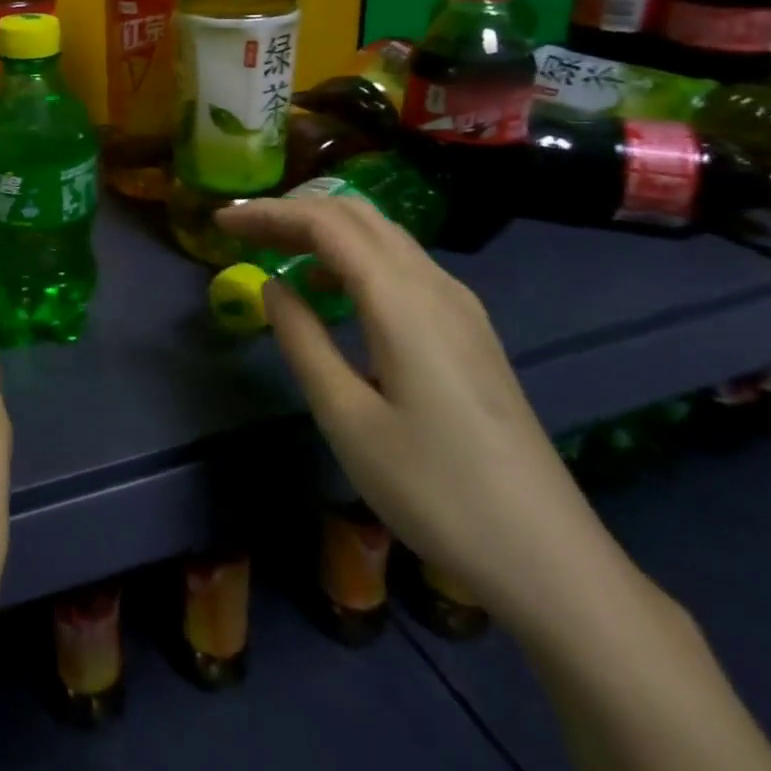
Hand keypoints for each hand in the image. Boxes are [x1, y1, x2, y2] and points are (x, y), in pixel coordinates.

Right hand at [215, 195, 634, 635]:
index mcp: (402, 300)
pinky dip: (354, 256)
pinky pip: (402, 265)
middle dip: (294, 212)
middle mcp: (436, 286)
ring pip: (383, 236)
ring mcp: (460, 307)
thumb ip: (302, 341)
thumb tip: (272, 286)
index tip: (221, 222)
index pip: (326, 224)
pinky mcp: (470, 331)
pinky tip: (332, 291)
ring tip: (276, 251)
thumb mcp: (347, 418)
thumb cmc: (435, 490)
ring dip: (325, 230)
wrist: (550, 558)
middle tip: (243, 231)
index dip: (269, 213)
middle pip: (357, 216)